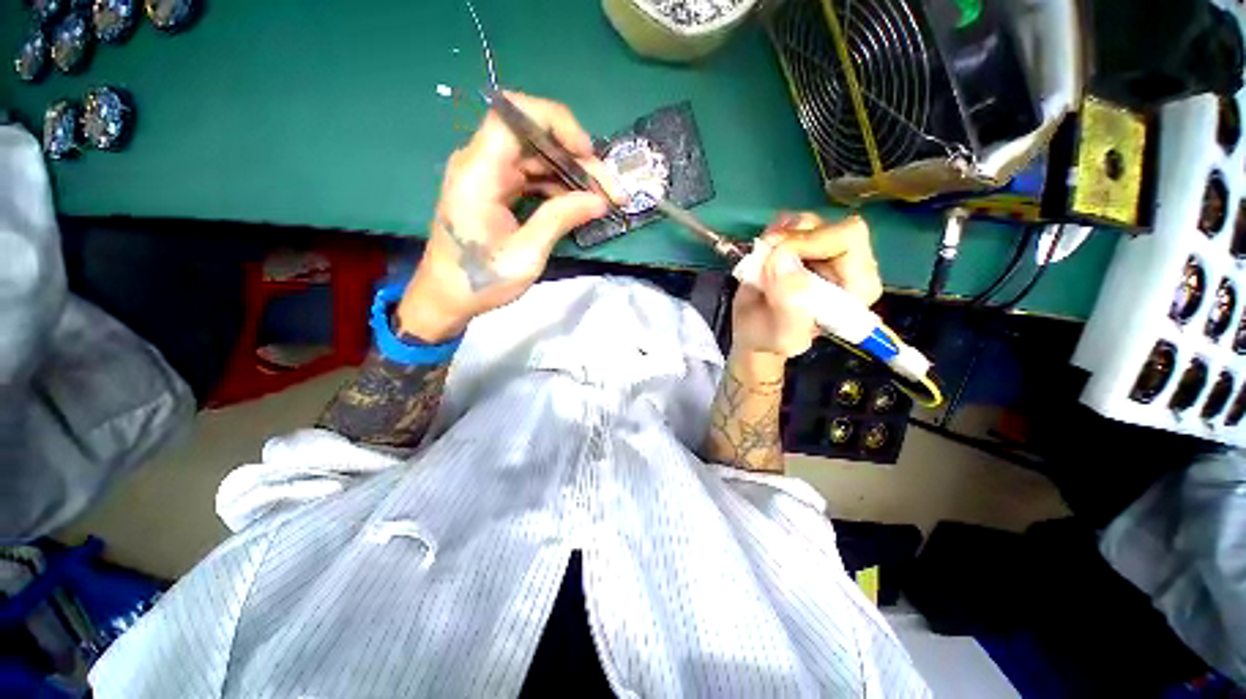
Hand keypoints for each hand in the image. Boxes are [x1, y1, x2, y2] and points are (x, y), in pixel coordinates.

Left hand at [397, 92, 616, 341]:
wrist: (448, 296)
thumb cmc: (482, 280)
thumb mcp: (526, 254)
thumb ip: (560, 219)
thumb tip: (599, 200)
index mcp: (479, 173)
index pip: (514, 116)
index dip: (555, 122)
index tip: (586, 152)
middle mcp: (480, 163)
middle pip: (533, 137)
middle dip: (575, 158)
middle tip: (607, 187)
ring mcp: (488, 175)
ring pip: (536, 157)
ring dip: (570, 174)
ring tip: (599, 197)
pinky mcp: (495, 189)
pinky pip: (531, 175)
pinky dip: (556, 186)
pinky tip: (577, 203)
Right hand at [731, 212, 881, 358]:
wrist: (753, 332)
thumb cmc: (770, 339)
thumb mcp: (782, 335)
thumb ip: (789, 306)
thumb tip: (782, 260)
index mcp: (857, 287)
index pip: (848, 239)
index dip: (810, 242)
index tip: (776, 259)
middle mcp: (849, 263)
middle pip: (829, 225)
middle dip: (790, 238)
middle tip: (764, 256)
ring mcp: (826, 249)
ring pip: (807, 222)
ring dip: (777, 238)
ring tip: (761, 264)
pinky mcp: (805, 242)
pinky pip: (791, 221)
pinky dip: (772, 232)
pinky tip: (763, 253)